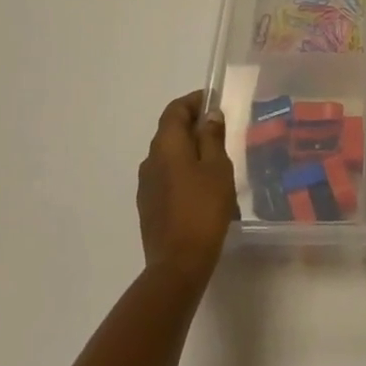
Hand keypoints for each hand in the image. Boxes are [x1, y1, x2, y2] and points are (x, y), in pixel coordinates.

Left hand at [137, 93, 238, 288]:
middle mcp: (150, 159)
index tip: (215, 101)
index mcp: (166, 145)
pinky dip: (182, 169)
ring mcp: (146, 185)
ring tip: (214, 158)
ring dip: (188, 149)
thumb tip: (209, 116)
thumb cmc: (203, 208)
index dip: (194, 101)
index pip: (175, 110)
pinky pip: (165, 175)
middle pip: (169, 131)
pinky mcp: (148, 206)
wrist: (178, 264)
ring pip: (167, 155)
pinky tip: (201, 185)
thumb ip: (212, 137)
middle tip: (220, 129)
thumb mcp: (217, 167)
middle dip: (193, 125)